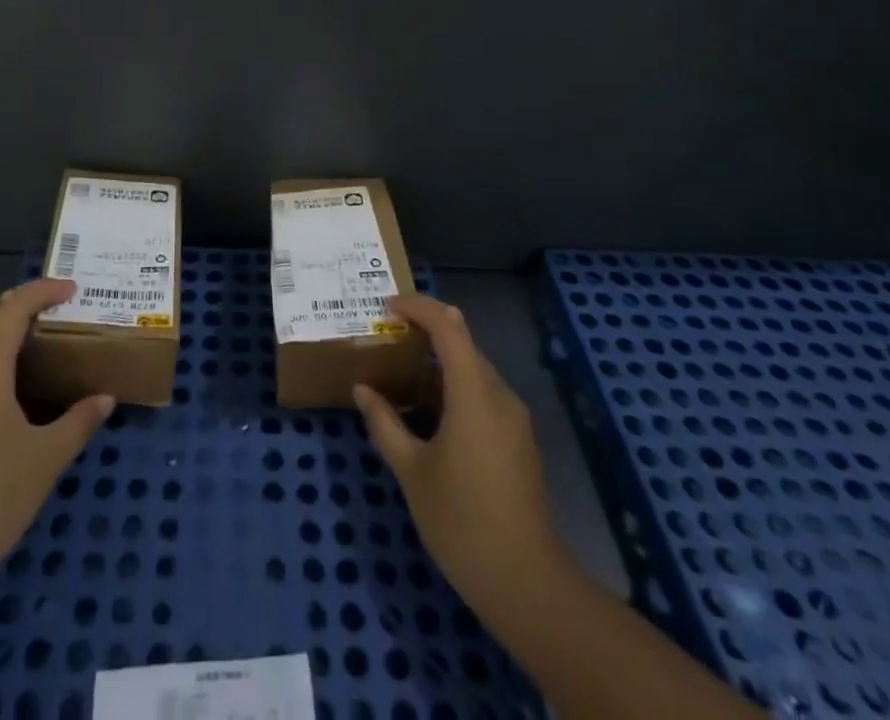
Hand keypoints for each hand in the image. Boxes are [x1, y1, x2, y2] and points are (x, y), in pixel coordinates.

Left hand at [0, 278, 112, 596]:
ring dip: (5, 336)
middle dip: (22, 308)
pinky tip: (13, 389)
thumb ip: (79, 422)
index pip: (9, 312)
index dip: (39, 292)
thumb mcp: (45, 460)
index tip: (71, 290)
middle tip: (59, 311)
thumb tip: (105, 399)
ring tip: (41, 343)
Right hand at [354, 293, 570, 634]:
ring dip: (439, 363)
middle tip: (387, 341)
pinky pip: (483, 394)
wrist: (526, 584)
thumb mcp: (411, 471)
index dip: (418, 307)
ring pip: (473, 369)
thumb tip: (362, 389)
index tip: (387, 307)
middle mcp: (499, 394)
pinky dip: (454, 388)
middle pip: (463, 343)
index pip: (449, 325)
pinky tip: (429, 413)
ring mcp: (514, 418)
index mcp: (474, 393)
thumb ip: (384, 423)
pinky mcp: (518, 440)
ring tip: (401, 374)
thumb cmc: (461, 521)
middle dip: (425, 333)